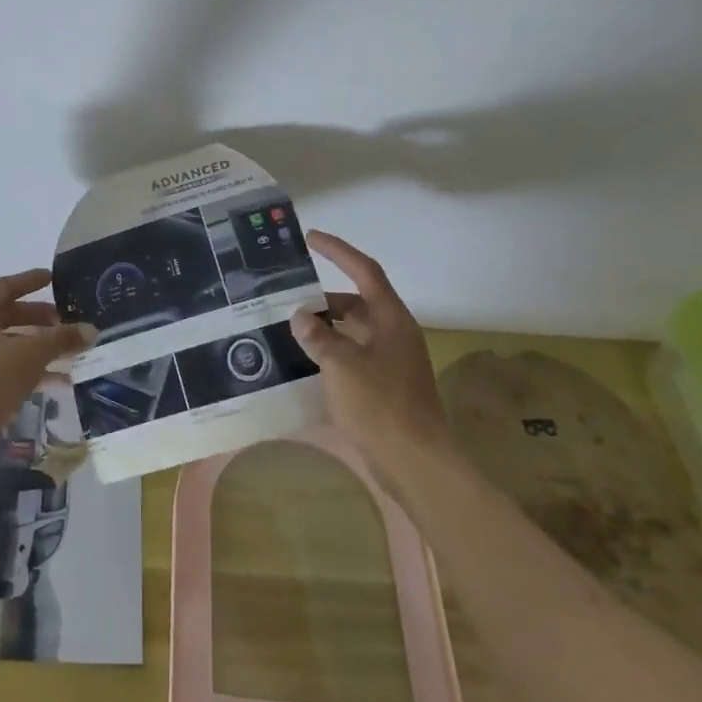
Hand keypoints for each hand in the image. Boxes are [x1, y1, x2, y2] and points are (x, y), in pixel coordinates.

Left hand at [0, 270, 95, 471]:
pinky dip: (32, 370)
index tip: (53, 278)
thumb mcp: (29, 356)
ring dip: (39, 346)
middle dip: (39, 317)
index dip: (30, 280)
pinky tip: (59, 381)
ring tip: (70, 351)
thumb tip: (92, 329)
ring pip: (11, 344)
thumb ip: (61, 339)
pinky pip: (8, 369)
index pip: (6, 287)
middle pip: (9, 315)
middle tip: (67, 320)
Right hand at [289, 231, 449, 464]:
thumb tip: (300, 316)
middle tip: (287, 301)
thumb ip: (318, 336)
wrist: (414, 463)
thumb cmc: (380, 405)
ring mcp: (390, 362)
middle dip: (323, 301)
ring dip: (324, 329)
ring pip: (352, 333)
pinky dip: (330, 355)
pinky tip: (304, 365)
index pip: (364, 271)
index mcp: (391, 319)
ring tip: (288, 331)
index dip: (338, 251)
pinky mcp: (384, 387)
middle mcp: (393, 334)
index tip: (311, 238)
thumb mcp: (341, 364)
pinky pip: (352, 358)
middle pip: (356, 304)